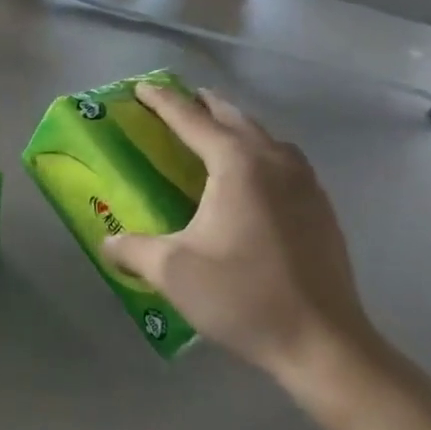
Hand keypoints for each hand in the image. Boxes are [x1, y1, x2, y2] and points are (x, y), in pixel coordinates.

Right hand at [102, 85, 384, 395]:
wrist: (322, 342)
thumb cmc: (242, 296)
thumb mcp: (172, 271)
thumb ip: (132, 249)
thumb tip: (107, 241)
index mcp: (237, 164)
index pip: (192, 119)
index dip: (163, 101)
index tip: (141, 87)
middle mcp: (274, 161)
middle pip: (234, 117)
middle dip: (202, 105)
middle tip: (176, 103)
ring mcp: (305, 183)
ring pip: (264, 136)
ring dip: (234, 126)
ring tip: (212, 132)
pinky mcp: (321, 207)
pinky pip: (284, 160)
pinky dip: (258, 151)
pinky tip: (250, 177)